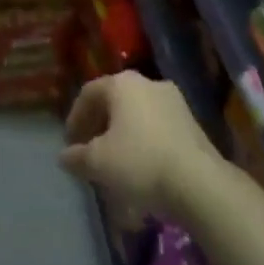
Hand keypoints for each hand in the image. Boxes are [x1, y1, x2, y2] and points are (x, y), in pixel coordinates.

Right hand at [59, 72, 220, 217]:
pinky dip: (143, 140)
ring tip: (115, 160)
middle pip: (114, 101)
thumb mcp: (98, 162)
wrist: (198, 182)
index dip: (75, 117)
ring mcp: (174, 101)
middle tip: (89, 150)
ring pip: (137, 113)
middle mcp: (148, 83)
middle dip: (99, 125)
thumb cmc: (139, 162)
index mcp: (122, 83)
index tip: (70, 142)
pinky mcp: (192, 122)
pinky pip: (157, 126)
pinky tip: (141, 165)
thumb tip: (65, 156)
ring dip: (122, 133)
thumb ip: (77, 156)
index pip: (89, 93)